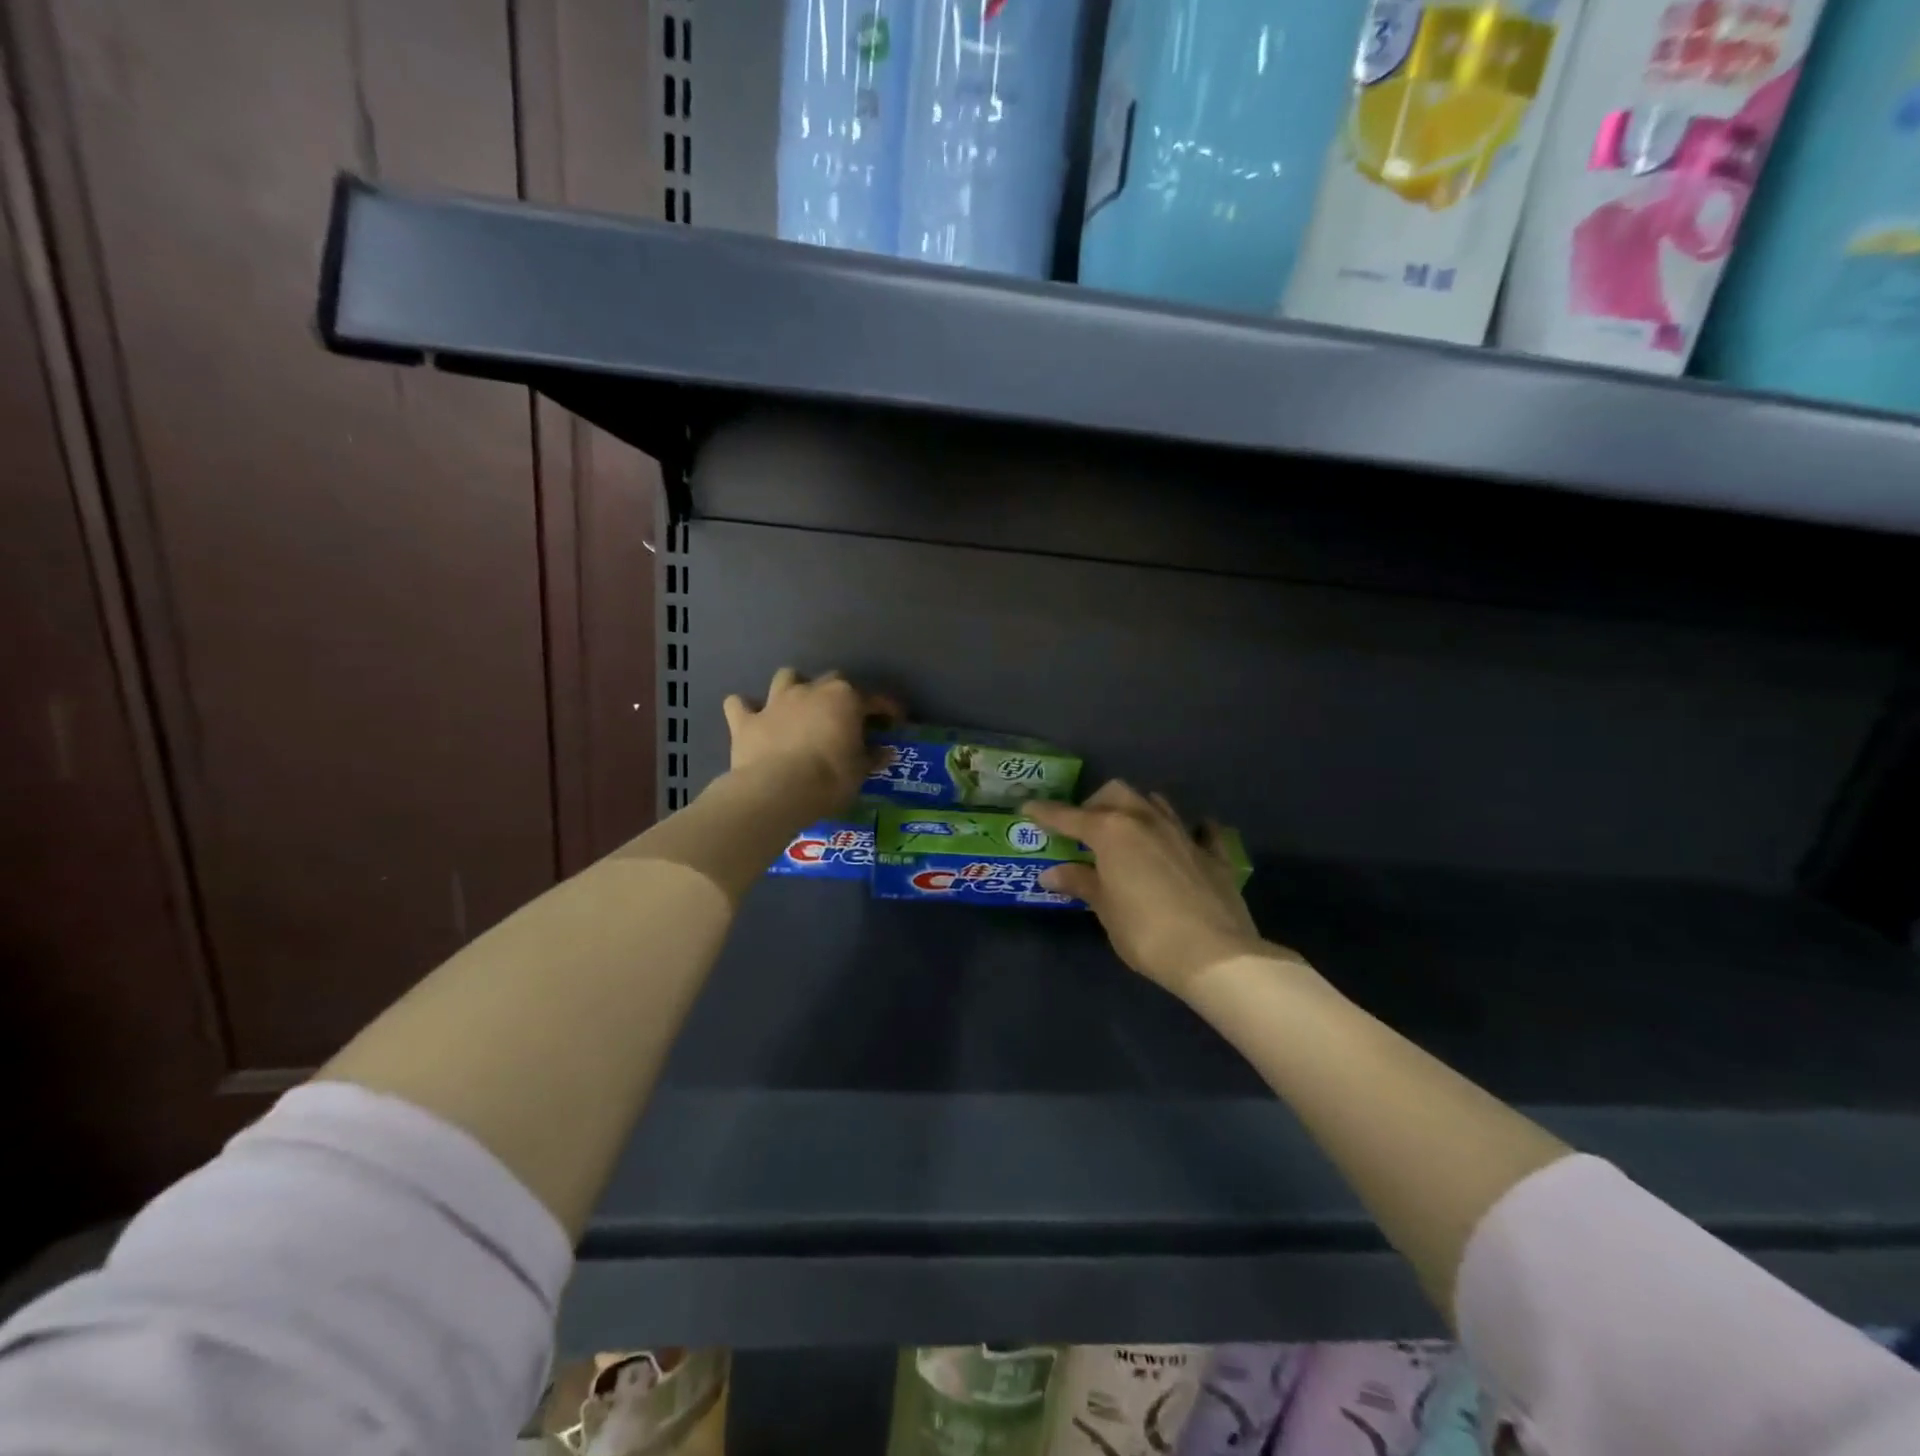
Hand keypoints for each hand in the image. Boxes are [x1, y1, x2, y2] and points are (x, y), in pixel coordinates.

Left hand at [723, 668, 899, 820]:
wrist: (777, 791)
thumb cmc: (829, 779)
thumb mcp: (859, 772)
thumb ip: (872, 757)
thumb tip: (885, 751)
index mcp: (845, 698)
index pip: (875, 699)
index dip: (888, 709)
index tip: (895, 721)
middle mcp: (811, 690)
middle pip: (832, 680)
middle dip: (841, 694)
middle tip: (846, 717)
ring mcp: (775, 702)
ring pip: (786, 677)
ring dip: (794, 687)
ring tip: (799, 706)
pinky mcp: (746, 721)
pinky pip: (740, 705)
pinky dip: (746, 709)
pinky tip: (751, 718)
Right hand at [1025, 782, 1286, 996]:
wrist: (1213, 953)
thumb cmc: (1145, 932)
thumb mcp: (1105, 908)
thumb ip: (1080, 883)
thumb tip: (1051, 872)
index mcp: (1113, 831)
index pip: (1070, 816)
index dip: (1046, 813)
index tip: (1028, 808)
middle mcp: (1147, 821)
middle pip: (1116, 793)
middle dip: (1095, 804)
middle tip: (1084, 829)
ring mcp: (1184, 833)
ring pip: (1156, 802)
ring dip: (1138, 809)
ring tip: (1128, 831)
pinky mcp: (1213, 854)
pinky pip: (1200, 830)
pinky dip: (1189, 830)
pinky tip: (1186, 840)